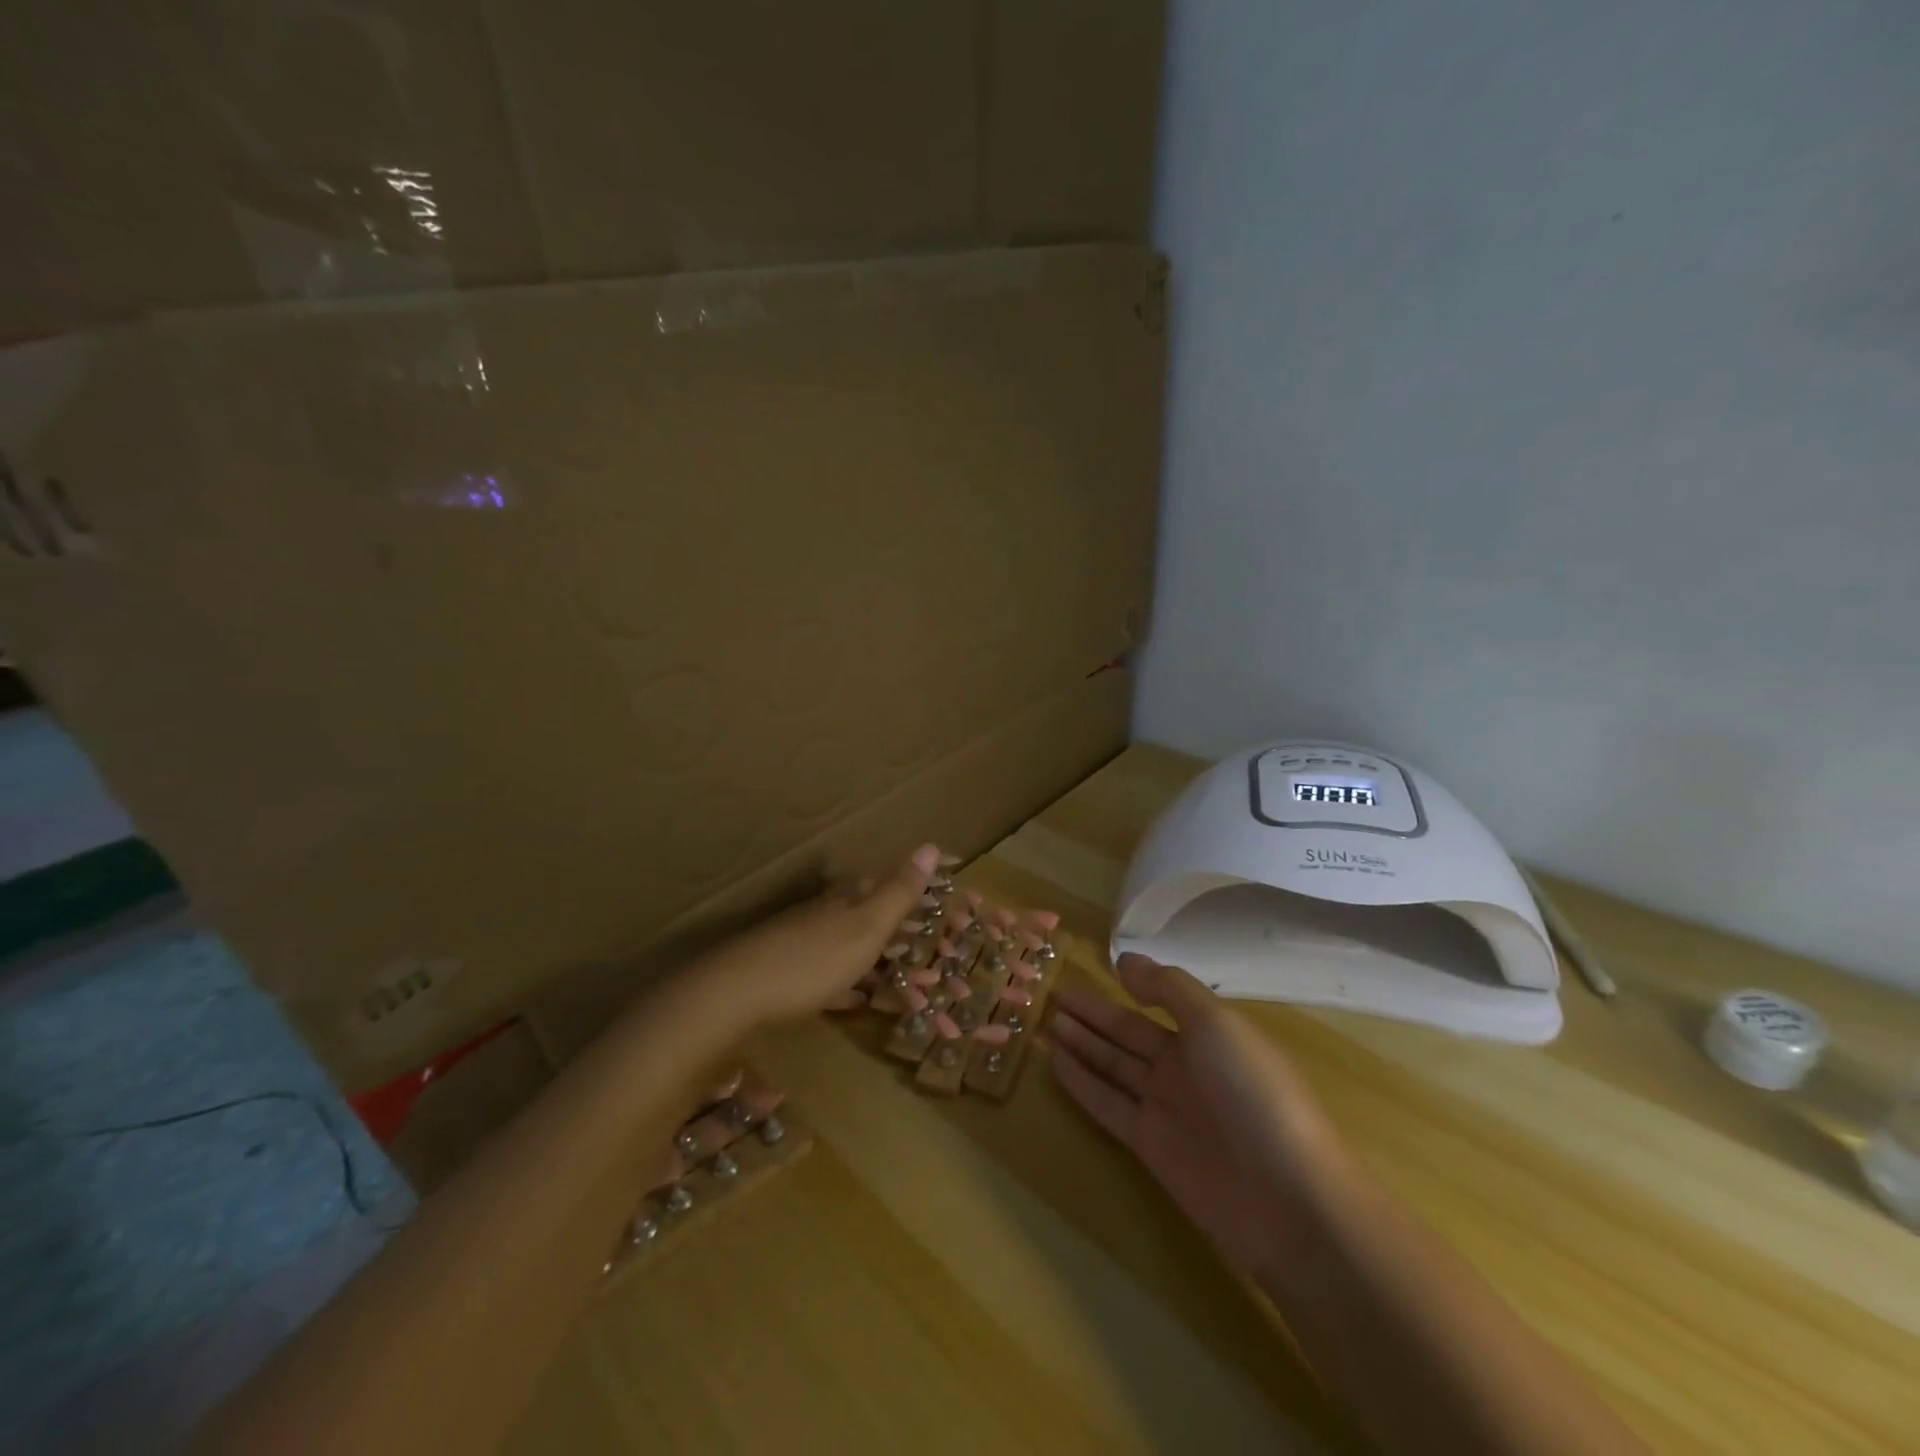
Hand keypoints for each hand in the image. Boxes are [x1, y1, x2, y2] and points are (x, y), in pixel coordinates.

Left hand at [684, 843, 940, 1025]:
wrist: (738, 992)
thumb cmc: (814, 957)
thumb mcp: (866, 925)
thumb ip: (899, 890)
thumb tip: (932, 844)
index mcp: (850, 897)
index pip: (893, 882)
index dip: (924, 888)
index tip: (952, 895)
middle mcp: (829, 912)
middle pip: (874, 914)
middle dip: (906, 930)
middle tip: (936, 948)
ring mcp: (807, 942)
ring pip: (855, 946)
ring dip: (882, 960)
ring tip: (908, 979)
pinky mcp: (790, 975)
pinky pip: (833, 977)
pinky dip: (852, 984)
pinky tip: (859, 998)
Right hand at [1051, 953, 1339, 1277]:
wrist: (1285, 1200)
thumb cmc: (1253, 1093)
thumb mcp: (1215, 1023)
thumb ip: (1168, 988)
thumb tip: (1124, 960)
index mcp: (1209, 1034)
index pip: (1158, 1001)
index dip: (1128, 985)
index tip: (1093, 968)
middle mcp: (1185, 1066)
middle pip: (1129, 1033)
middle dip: (1094, 1014)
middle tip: (1053, 994)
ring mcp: (1166, 1106)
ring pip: (1113, 1065)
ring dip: (1082, 1044)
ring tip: (1046, 1021)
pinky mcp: (1149, 1145)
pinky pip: (1107, 1103)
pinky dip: (1082, 1083)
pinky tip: (1054, 1062)